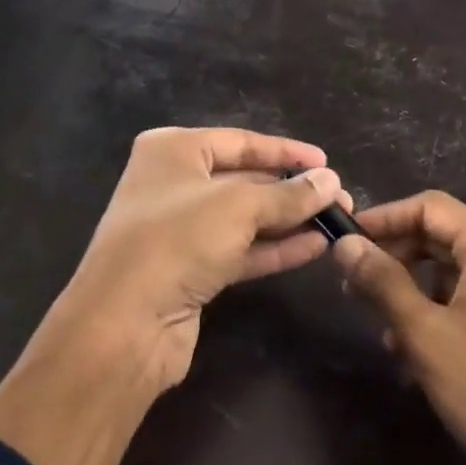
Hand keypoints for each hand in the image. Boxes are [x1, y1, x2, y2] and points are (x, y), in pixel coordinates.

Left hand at [50, 127, 346, 390]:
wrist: (125, 322)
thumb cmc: (177, 240)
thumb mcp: (238, 207)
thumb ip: (288, 194)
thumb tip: (331, 181)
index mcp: (172, 150)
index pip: (239, 141)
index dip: (284, 151)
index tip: (326, 162)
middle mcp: (173, 183)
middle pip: (243, 179)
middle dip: (290, 189)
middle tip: (340, 197)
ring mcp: (180, 229)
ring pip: (244, 218)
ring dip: (288, 219)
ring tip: (336, 221)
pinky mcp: (190, 269)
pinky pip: (240, 250)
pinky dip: (275, 248)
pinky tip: (314, 247)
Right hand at [333, 190, 465, 464]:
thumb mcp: (424, 333)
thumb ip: (382, 281)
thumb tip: (345, 244)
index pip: (430, 207)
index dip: (384, 218)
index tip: (347, 242)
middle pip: (443, 238)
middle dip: (395, 259)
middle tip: (356, 287)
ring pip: (455, 276)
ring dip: (414, 293)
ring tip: (384, 332)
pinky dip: (440, 316)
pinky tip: (418, 358)